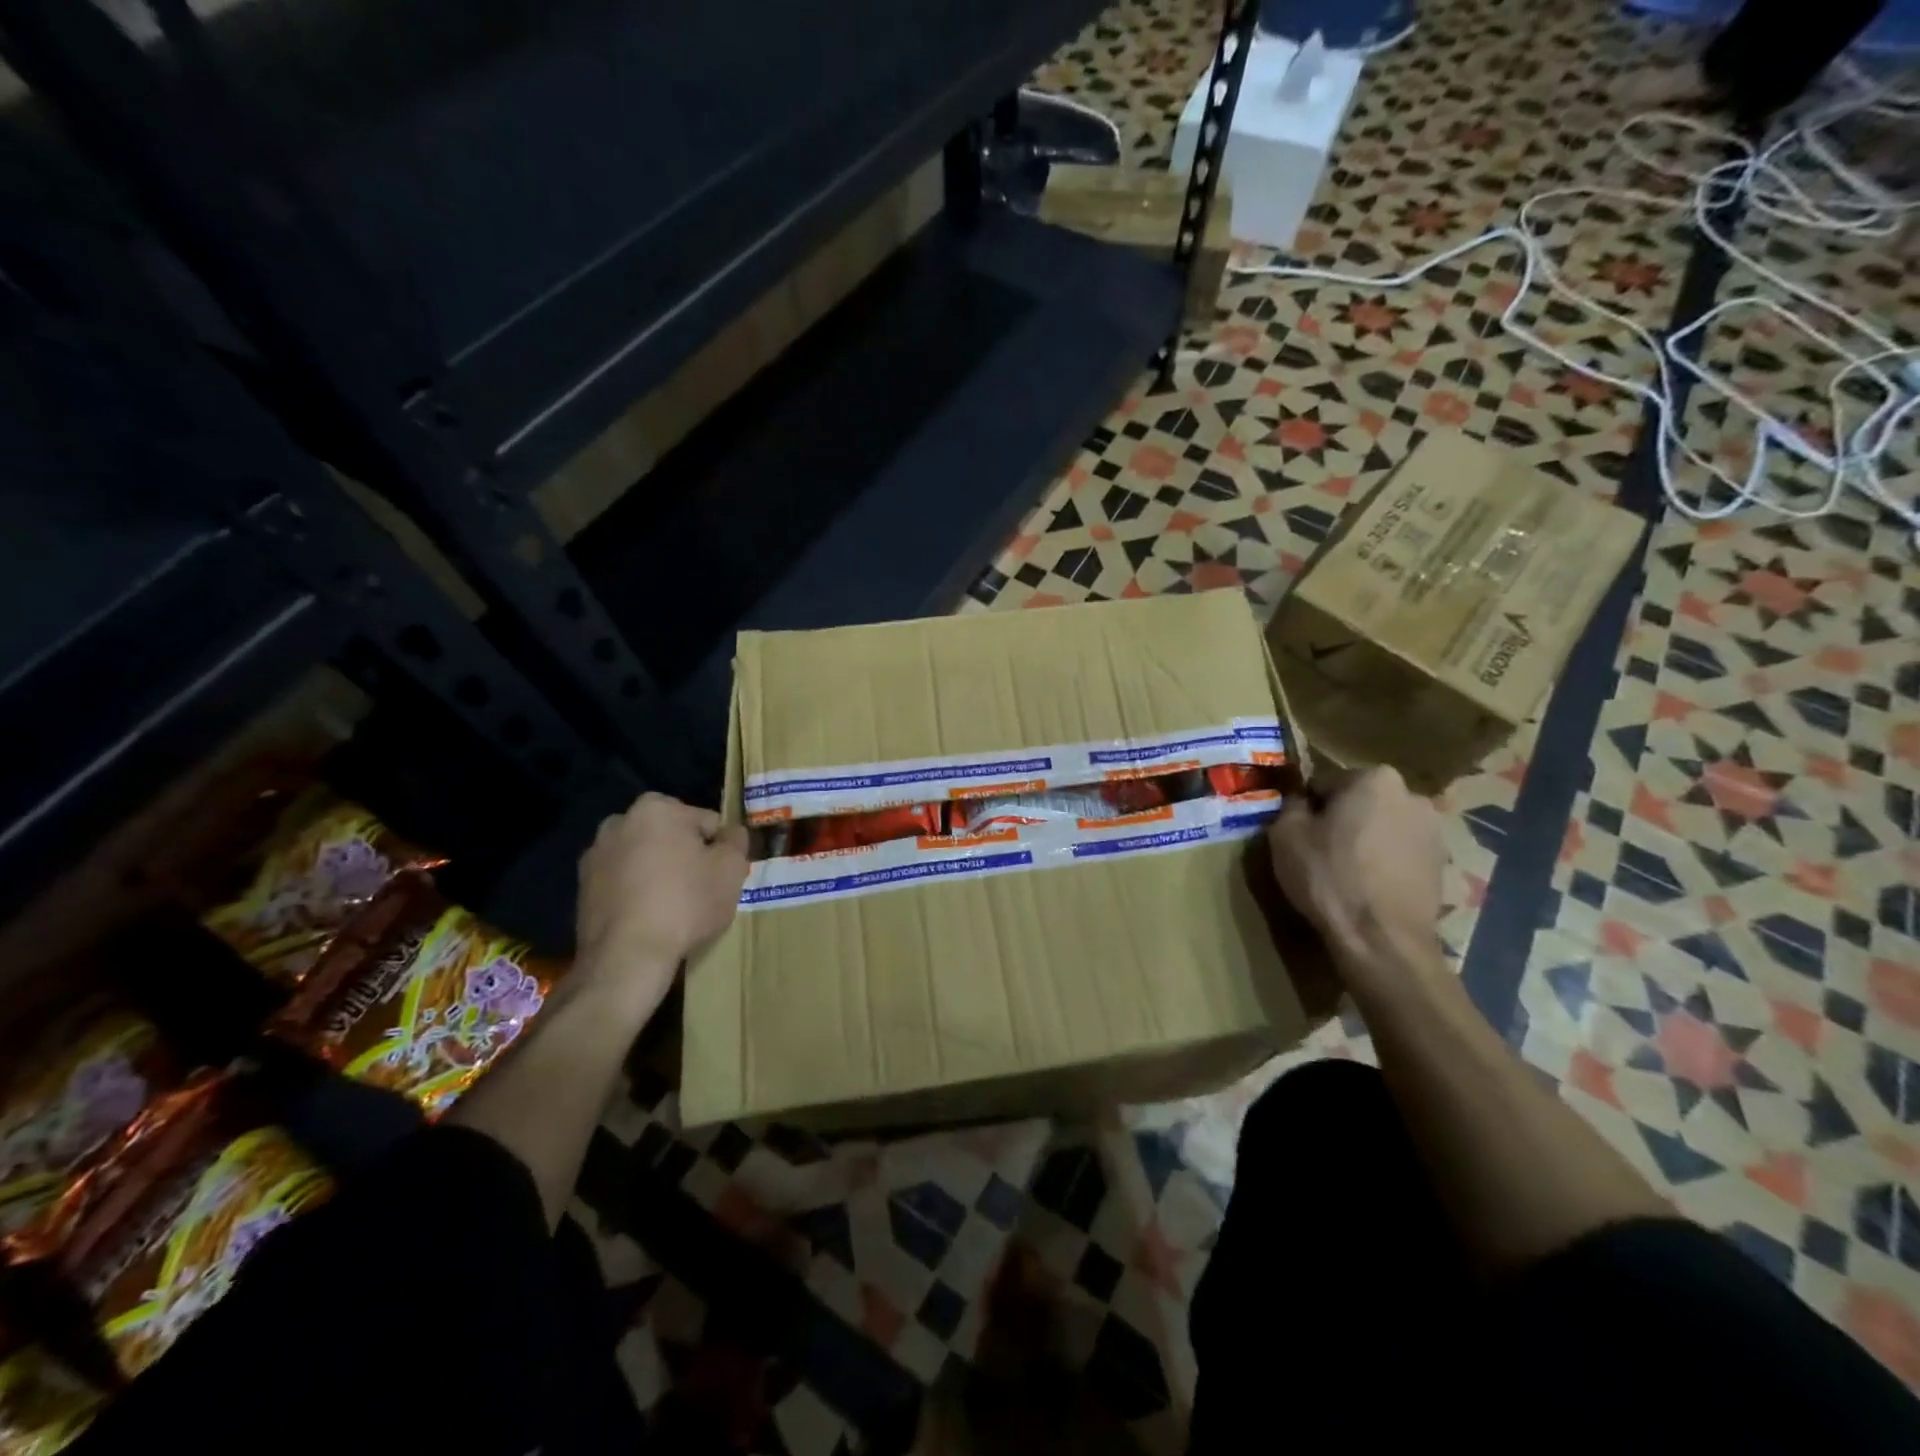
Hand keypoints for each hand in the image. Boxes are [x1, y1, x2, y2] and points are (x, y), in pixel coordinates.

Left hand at [575, 793, 749, 1009]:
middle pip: (671, 836)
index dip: (720, 849)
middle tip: (700, 889)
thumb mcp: (731, 869)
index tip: (722, 875)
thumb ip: (736, 841)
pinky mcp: (582, 888)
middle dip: (686, 856)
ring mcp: (595, 855)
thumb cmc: (685, 903)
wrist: (626, 957)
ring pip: (645, 858)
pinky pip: (623, 882)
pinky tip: (648, 918)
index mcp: (656, 808)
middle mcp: (619, 822)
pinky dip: (636, 892)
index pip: (706, 822)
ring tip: (673, 907)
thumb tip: (731, 832)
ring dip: (659, 872)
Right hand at [1268, 767, 1443, 983]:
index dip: (1308, 807)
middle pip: (1360, 801)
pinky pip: (1401, 853)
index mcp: (1375, 778)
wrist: (1382, 938)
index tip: (1299, 831)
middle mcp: (1413, 795)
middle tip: (1320, 850)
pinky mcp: (1443, 865)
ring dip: (1366, 839)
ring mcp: (1434, 831)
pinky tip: (1369, 887)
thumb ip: (1291, 805)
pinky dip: (1385, 862)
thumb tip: (1301, 802)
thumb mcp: (1285, 834)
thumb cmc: (1329, 876)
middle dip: (1342, 819)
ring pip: (1383, 827)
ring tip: (1346, 872)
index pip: (1326, 782)